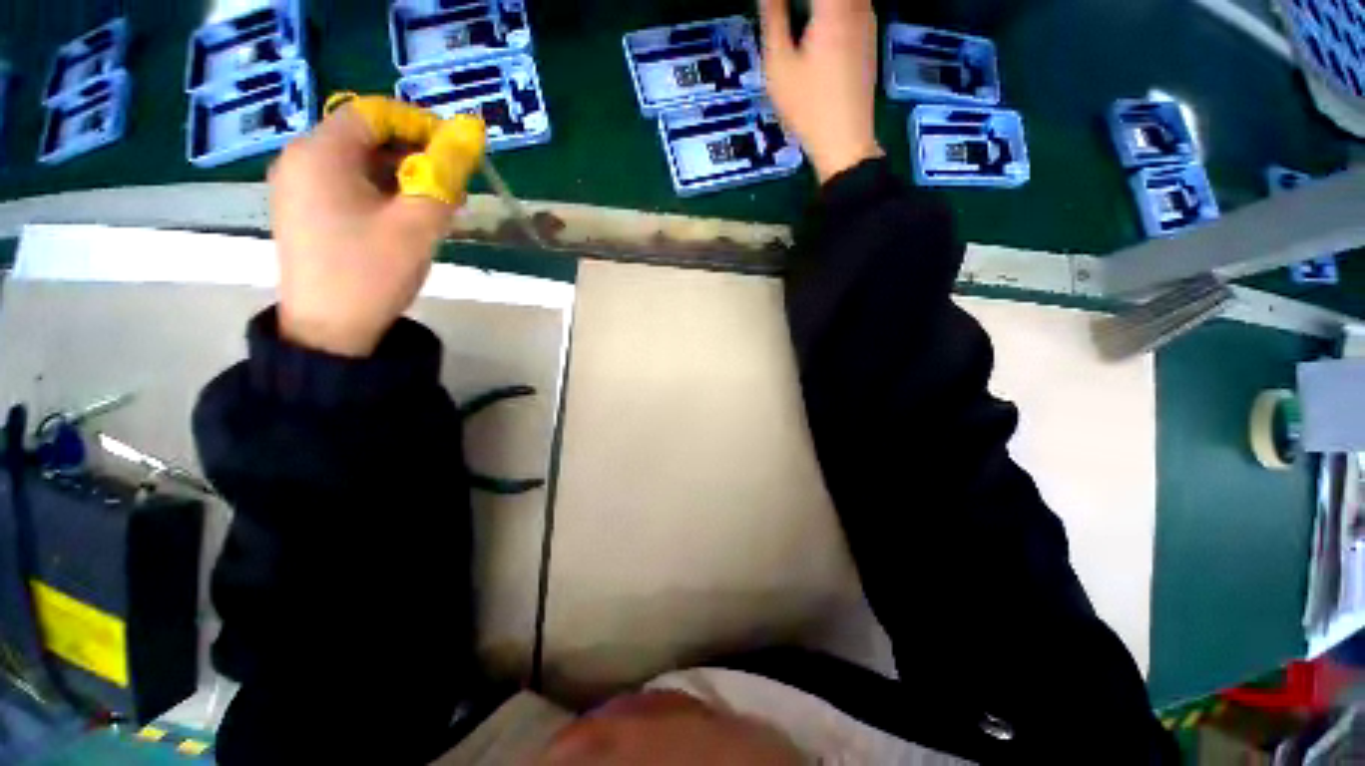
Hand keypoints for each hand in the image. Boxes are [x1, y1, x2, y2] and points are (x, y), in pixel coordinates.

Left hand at [269, 106, 461, 356]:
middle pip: (364, 137)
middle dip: (413, 154)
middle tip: (451, 185)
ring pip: (358, 163)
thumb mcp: (418, 225)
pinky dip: (381, 192)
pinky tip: (406, 218)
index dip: (418, 124)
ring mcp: (297, 187)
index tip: (454, 151)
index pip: (374, 113)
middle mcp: (300, 160)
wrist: (328, 331)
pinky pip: (347, 185)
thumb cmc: (371, 273)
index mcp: (321, 154)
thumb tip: (468, 139)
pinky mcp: (303, 211)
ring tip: (436, 205)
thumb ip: (445, 178)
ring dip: (401, 175)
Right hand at [758, 0, 883, 182]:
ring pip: (842, 0)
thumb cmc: (808, 108)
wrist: (845, 142)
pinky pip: (851, 6)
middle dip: (800, 3)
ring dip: (816, 7)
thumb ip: (773, 18)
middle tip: (781, 12)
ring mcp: (867, 19)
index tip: (773, 5)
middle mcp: (856, 4)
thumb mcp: (779, 66)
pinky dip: (830, 10)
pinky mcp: (869, 37)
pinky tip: (814, 26)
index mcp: (833, 6)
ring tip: (792, 17)